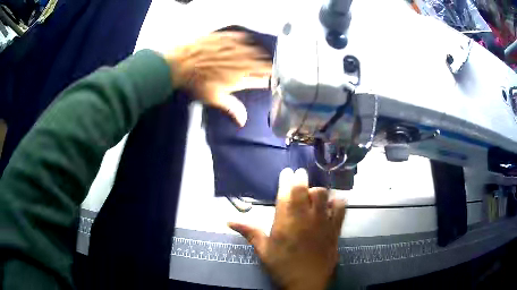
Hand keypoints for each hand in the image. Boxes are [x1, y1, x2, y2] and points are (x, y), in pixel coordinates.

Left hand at [165, 32, 271, 126]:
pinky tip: (243, 43)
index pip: (264, 74)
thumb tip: (243, 122)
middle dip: (263, 64)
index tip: (270, 77)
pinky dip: (245, 41)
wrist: (180, 63)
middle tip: (262, 67)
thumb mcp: (214, 98)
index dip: (269, 76)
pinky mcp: (226, 36)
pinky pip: (242, 37)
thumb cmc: (196, 83)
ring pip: (254, 48)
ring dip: (256, 53)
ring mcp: (234, 46)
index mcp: (242, 75)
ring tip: (254, 56)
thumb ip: (231, 108)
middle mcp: (242, 59)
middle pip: (261, 60)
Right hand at [229, 168, 346, 289]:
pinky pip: (341, 210)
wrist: (306, 283)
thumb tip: (228, 221)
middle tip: (300, 174)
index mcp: (285, 221)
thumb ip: (249, 232)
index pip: (285, 194)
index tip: (287, 172)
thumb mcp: (263, 250)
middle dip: (301, 178)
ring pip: (323, 195)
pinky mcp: (334, 229)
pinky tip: (335, 201)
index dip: (286, 180)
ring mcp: (322, 222)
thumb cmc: (282, 266)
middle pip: (304, 190)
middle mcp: (304, 217)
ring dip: (318, 190)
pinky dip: (338, 202)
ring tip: (314, 192)